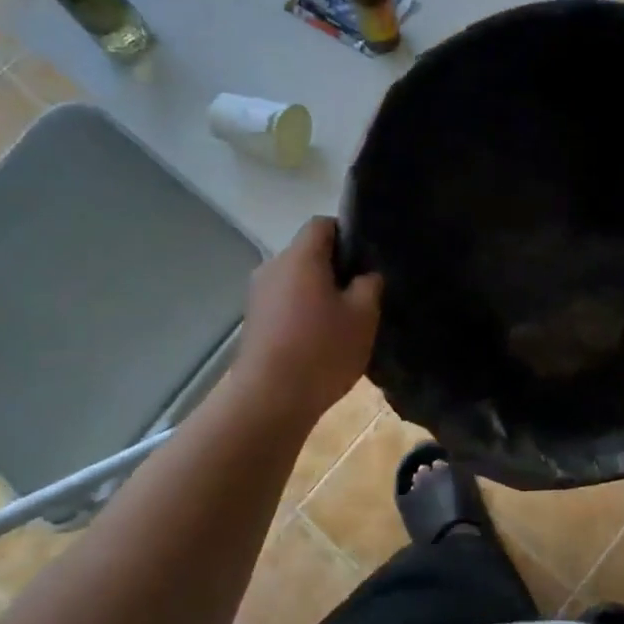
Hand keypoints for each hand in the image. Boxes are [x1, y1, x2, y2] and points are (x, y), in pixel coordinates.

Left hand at [235, 218, 382, 423]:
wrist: (269, 400)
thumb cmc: (322, 350)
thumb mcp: (363, 316)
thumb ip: (369, 285)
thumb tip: (365, 275)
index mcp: (300, 256)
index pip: (322, 224)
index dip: (347, 234)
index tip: (367, 260)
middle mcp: (273, 267)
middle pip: (308, 254)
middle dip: (335, 268)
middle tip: (362, 294)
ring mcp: (258, 296)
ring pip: (296, 281)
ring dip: (318, 294)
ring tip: (343, 322)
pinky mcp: (253, 322)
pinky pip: (284, 305)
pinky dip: (302, 313)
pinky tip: (320, 341)